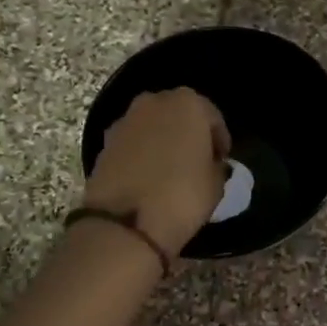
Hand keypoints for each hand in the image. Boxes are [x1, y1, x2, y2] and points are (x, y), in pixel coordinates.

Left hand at [82, 89, 229, 260]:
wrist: (126, 223)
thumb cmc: (183, 196)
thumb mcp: (216, 184)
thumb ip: (217, 166)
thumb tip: (210, 165)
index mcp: (188, 104)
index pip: (213, 118)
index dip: (219, 141)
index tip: (221, 161)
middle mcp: (155, 102)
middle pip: (179, 114)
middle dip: (189, 134)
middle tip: (197, 161)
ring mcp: (126, 120)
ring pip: (153, 127)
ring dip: (163, 142)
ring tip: (171, 171)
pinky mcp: (105, 142)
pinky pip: (133, 143)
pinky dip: (142, 154)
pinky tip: (148, 178)